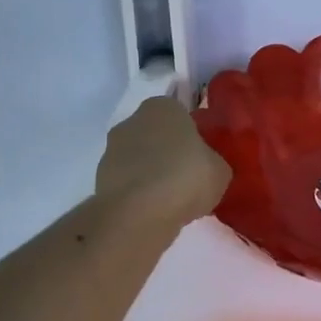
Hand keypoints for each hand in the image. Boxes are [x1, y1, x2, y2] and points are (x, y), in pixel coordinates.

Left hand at [95, 96, 229, 228]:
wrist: (139, 213)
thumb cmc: (186, 178)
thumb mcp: (220, 170)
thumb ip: (213, 161)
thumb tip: (207, 166)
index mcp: (163, 107)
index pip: (180, 113)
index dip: (192, 134)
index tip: (202, 155)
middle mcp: (132, 120)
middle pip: (156, 134)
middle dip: (169, 151)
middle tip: (188, 176)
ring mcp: (111, 149)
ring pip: (139, 158)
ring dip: (152, 172)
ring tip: (171, 198)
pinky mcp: (99, 178)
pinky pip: (128, 181)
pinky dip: (139, 192)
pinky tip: (154, 209)